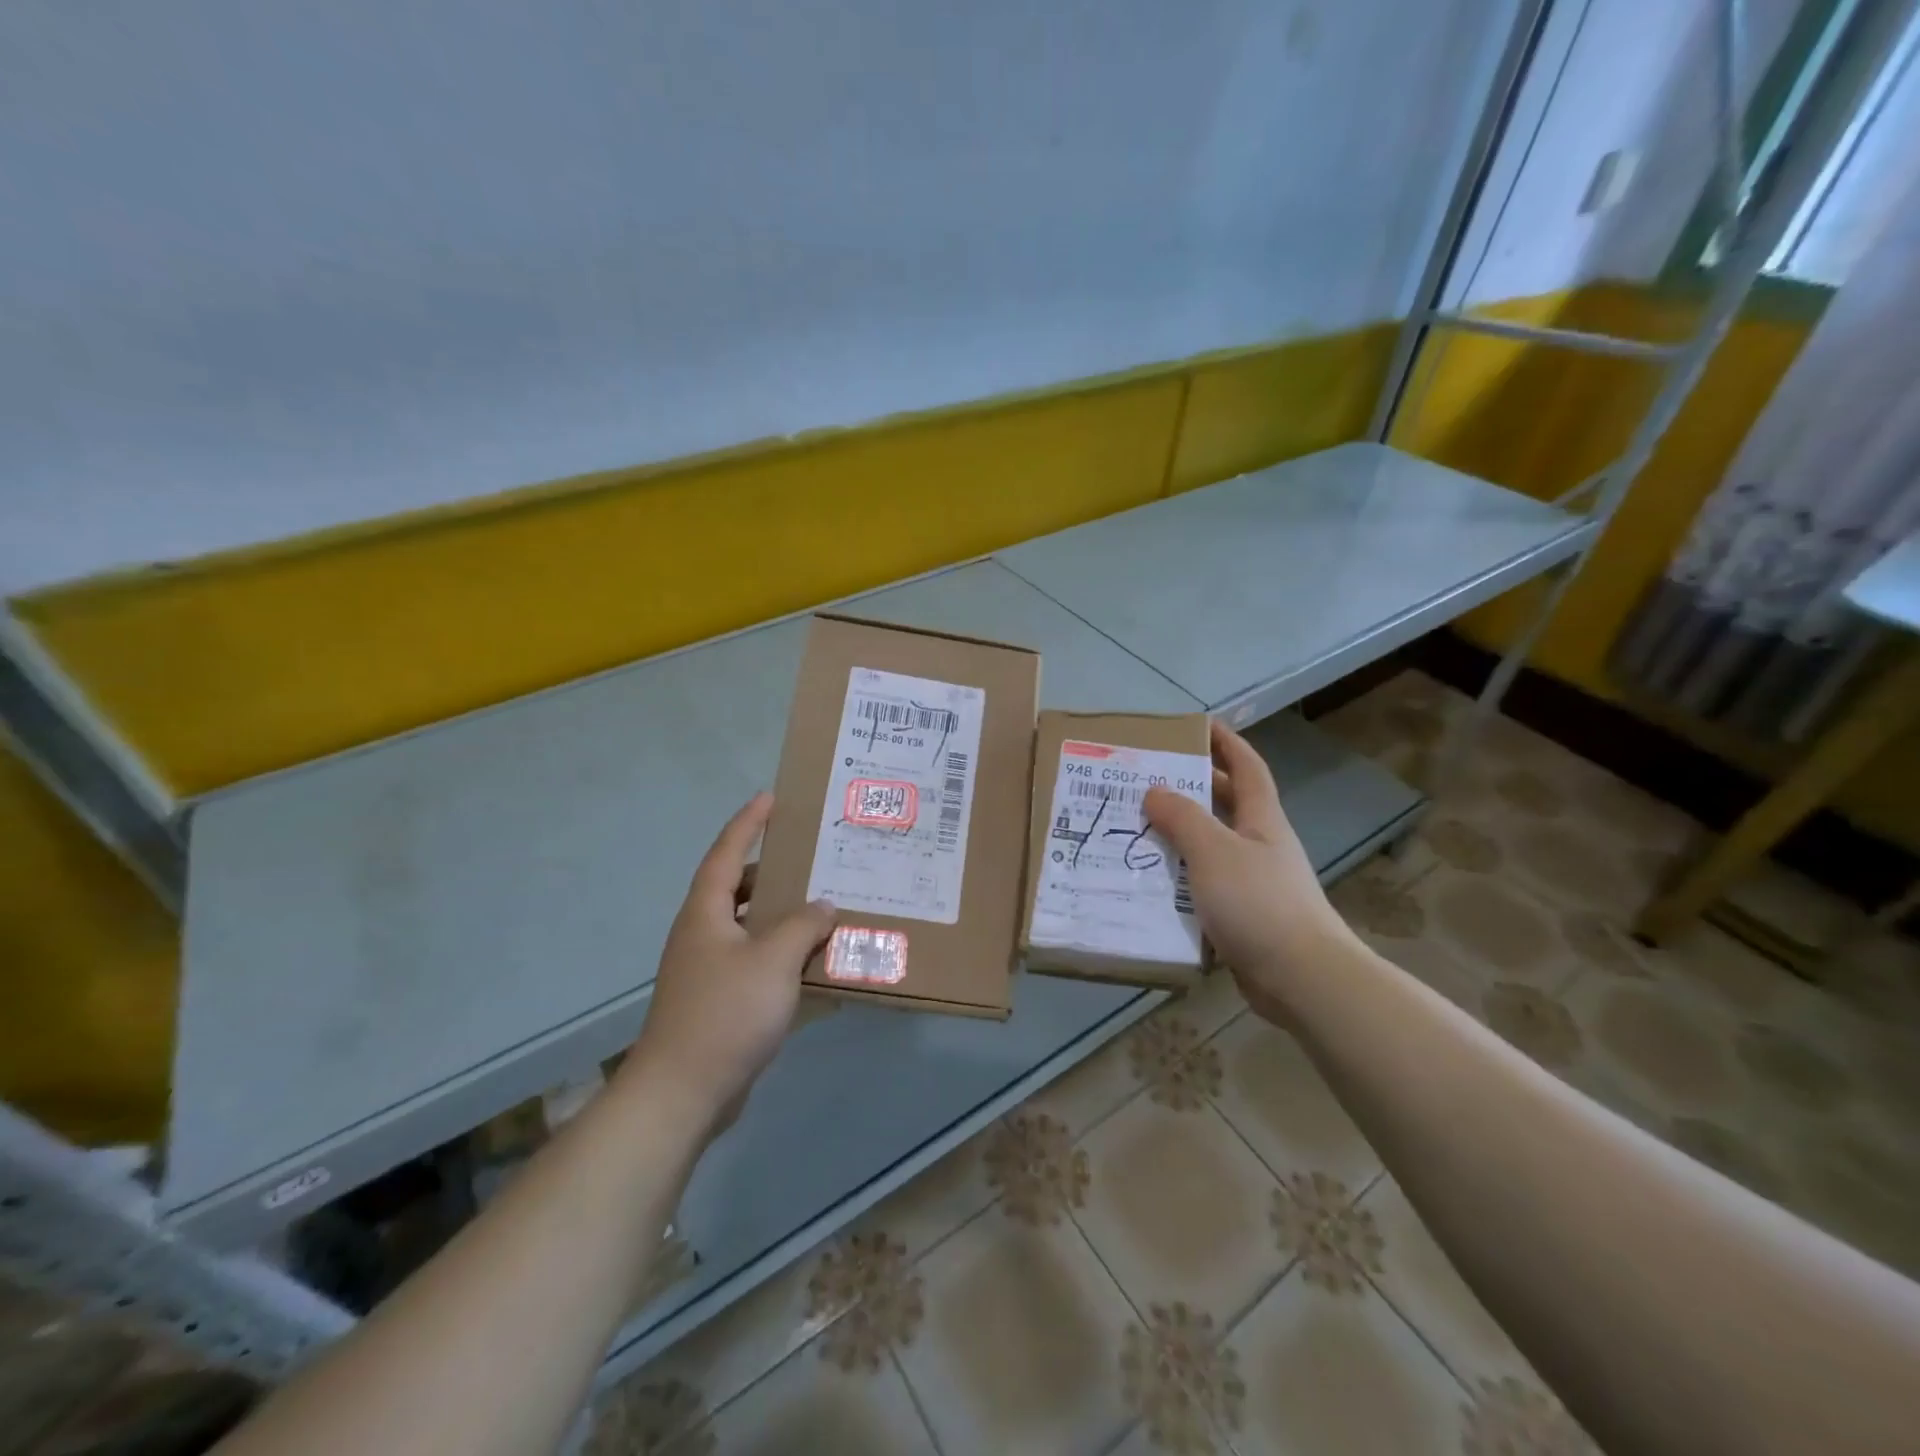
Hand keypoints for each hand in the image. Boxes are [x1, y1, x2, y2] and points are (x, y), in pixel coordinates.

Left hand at [626, 793, 836, 1129]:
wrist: (683, 1093)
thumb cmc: (726, 1013)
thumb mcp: (774, 960)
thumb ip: (803, 925)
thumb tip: (823, 905)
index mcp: (706, 913)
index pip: (727, 853)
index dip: (748, 823)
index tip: (770, 798)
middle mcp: (702, 933)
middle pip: (738, 888)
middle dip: (772, 870)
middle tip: (811, 857)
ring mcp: (708, 969)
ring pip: (749, 926)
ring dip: (782, 914)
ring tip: (821, 905)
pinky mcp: (719, 1000)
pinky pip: (755, 960)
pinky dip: (781, 952)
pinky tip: (812, 961)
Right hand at [1144, 721, 1354, 1018]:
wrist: (1300, 978)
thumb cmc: (1259, 903)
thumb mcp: (1214, 851)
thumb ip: (1182, 818)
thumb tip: (1154, 791)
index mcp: (1260, 819)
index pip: (1246, 767)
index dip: (1226, 742)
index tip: (1198, 725)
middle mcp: (1259, 845)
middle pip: (1225, 805)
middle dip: (1192, 787)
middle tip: (1147, 779)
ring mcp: (1253, 882)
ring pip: (1210, 847)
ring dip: (1178, 836)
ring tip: (1135, 828)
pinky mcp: (1242, 917)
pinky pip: (1204, 886)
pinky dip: (1179, 879)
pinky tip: (1149, 884)